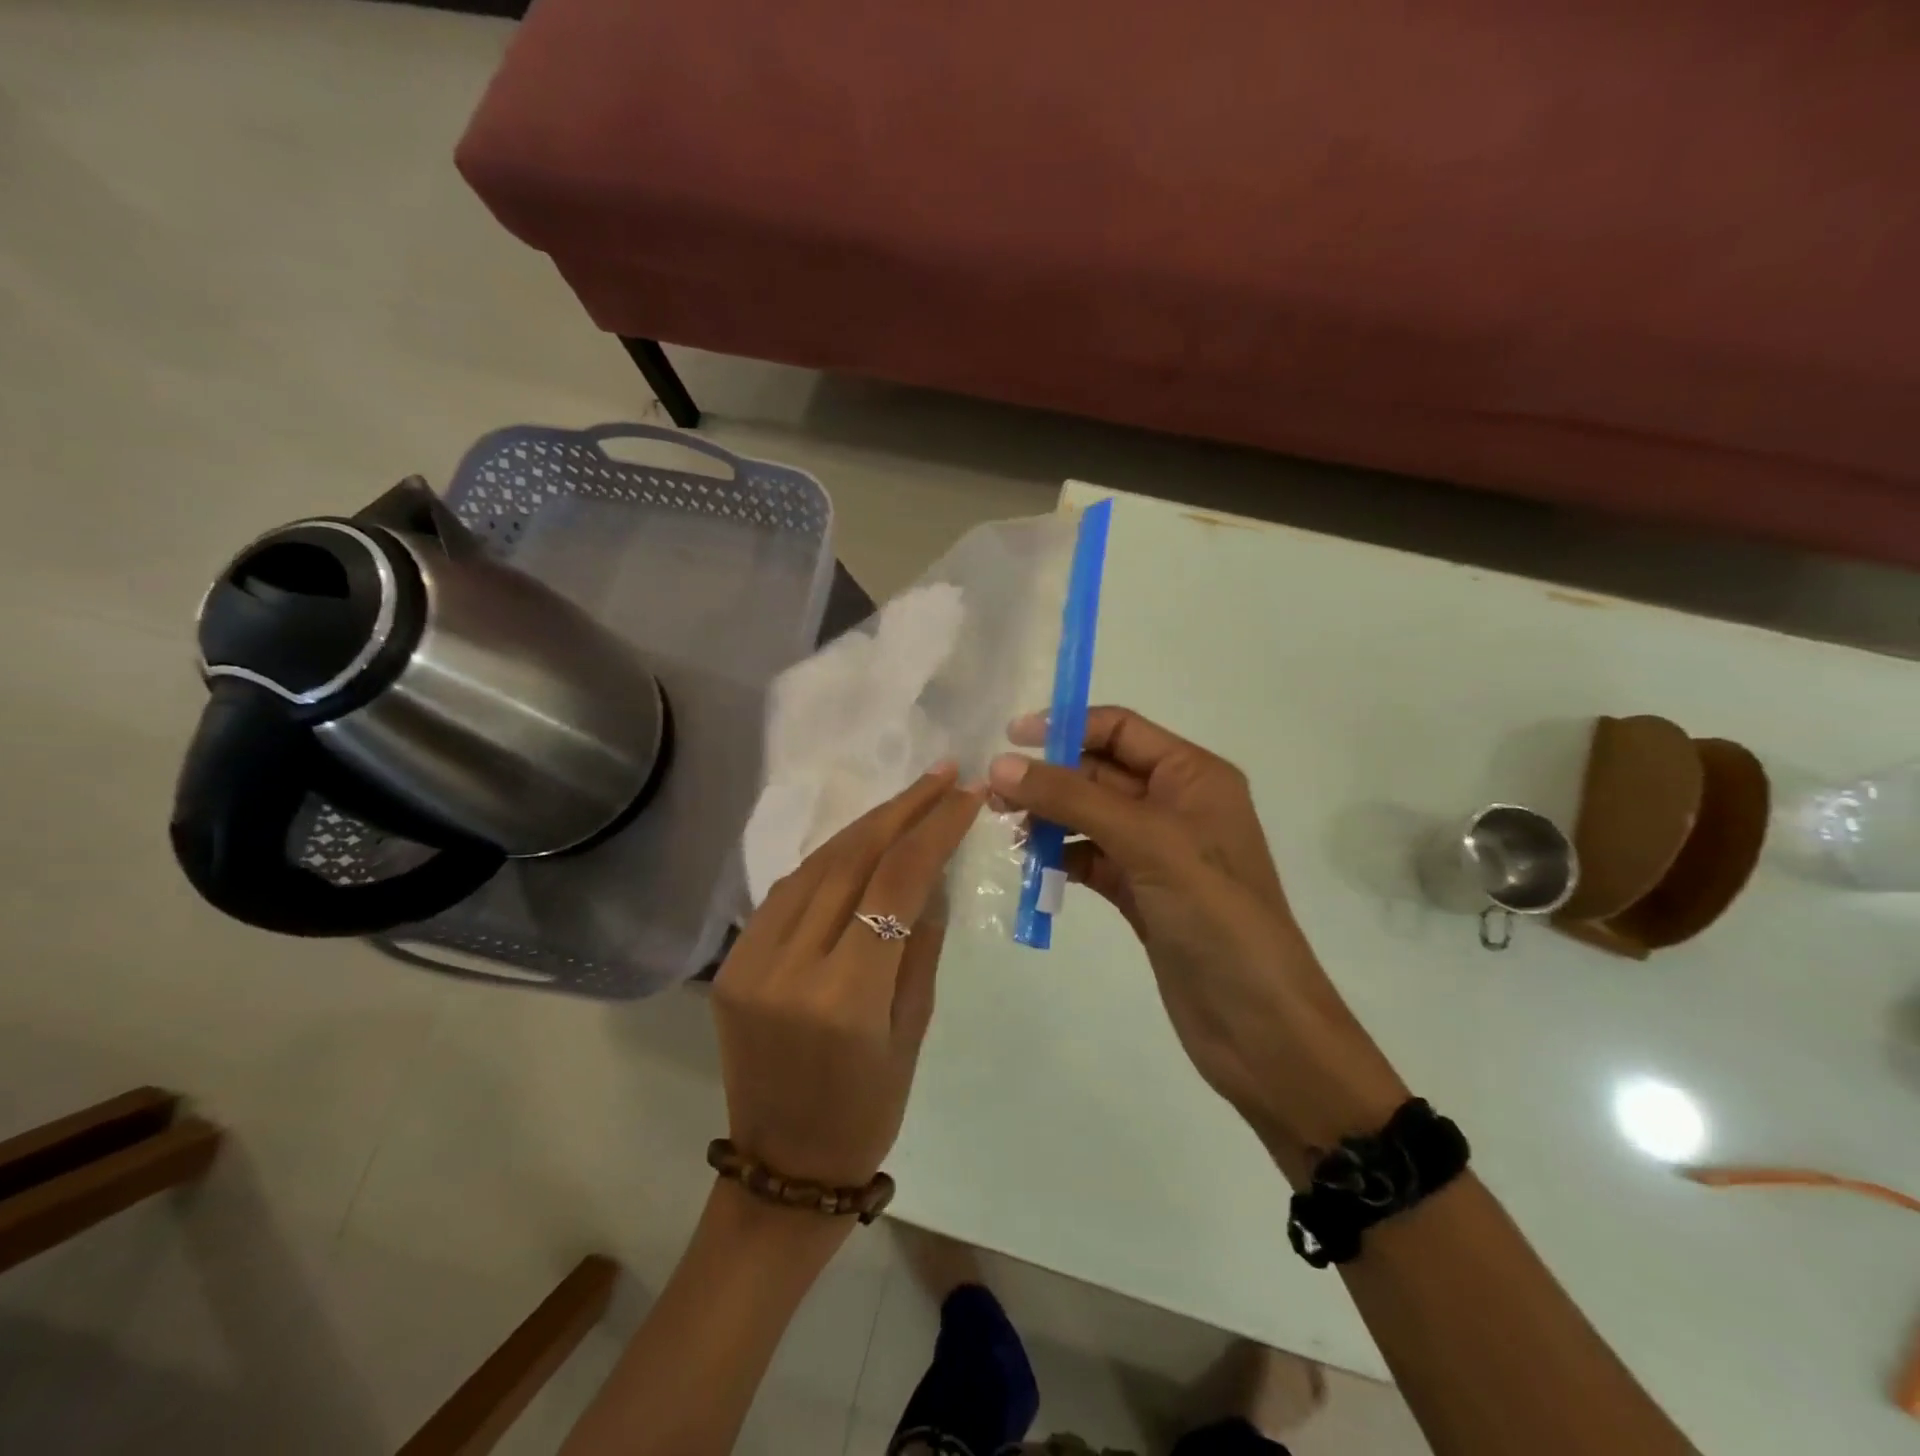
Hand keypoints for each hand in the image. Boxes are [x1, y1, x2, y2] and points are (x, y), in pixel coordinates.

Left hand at [713, 766, 984, 1187]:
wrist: (783, 1166)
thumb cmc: (868, 1110)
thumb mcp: (913, 1029)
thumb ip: (922, 943)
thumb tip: (935, 871)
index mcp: (846, 997)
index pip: (895, 884)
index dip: (935, 830)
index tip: (966, 795)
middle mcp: (789, 968)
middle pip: (850, 861)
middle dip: (901, 810)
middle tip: (941, 776)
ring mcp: (750, 962)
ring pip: (814, 866)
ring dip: (865, 826)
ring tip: (908, 800)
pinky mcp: (732, 963)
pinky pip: (787, 892)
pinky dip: (829, 861)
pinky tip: (860, 844)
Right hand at [989, 708, 1405, 1168]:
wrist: (1259, 1027)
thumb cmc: (1215, 916)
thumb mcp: (1146, 842)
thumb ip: (1072, 798)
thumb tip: (1000, 764)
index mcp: (1193, 776)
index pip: (1121, 730)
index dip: (1066, 727)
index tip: (1010, 740)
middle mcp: (1176, 805)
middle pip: (1099, 772)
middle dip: (1049, 778)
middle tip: (994, 797)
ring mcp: (1158, 852)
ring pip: (1089, 816)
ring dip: (1049, 817)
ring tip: (1006, 829)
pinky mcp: (1141, 893)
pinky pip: (1090, 858)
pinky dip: (1060, 856)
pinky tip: (1032, 866)